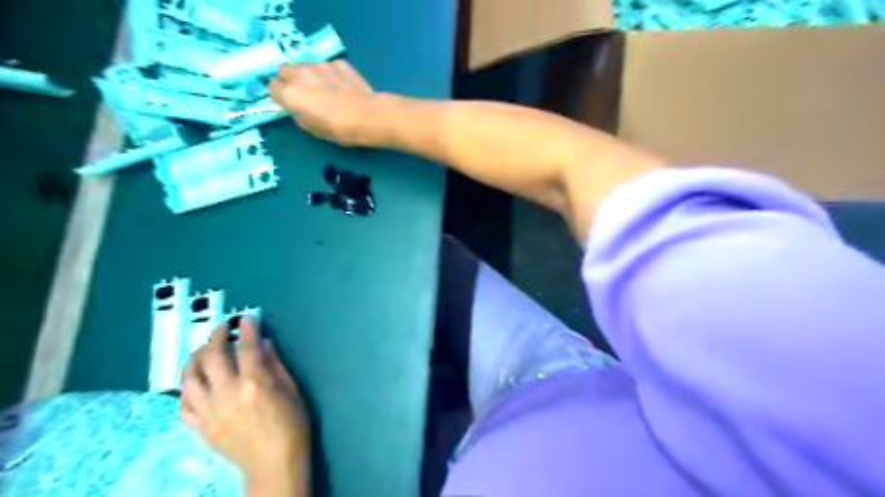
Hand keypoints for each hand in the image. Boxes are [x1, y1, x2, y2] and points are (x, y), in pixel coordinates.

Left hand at [179, 318, 309, 493]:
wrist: (274, 463)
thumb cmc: (291, 424)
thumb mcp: (290, 390)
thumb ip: (275, 365)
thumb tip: (263, 344)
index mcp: (254, 383)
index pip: (246, 347)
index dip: (247, 329)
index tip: (246, 318)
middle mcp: (227, 393)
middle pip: (212, 357)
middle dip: (215, 337)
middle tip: (223, 328)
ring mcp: (210, 411)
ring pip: (190, 378)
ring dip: (194, 359)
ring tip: (202, 351)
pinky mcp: (200, 427)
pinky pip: (184, 404)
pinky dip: (187, 389)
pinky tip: (195, 383)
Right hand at [270, 57, 379, 145]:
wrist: (367, 116)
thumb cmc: (338, 129)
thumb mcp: (313, 129)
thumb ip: (299, 114)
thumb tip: (298, 108)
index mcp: (290, 94)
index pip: (273, 87)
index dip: (281, 95)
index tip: (290, 102)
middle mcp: (300, 74)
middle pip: (284, 70)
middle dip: (290, 79)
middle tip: (304, 92)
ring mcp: (319, 65)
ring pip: (306, 65)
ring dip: (310, 74)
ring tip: (326, 89)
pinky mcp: (338, 62)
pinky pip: (328, 66)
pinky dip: (331, 74)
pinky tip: (343, 86)